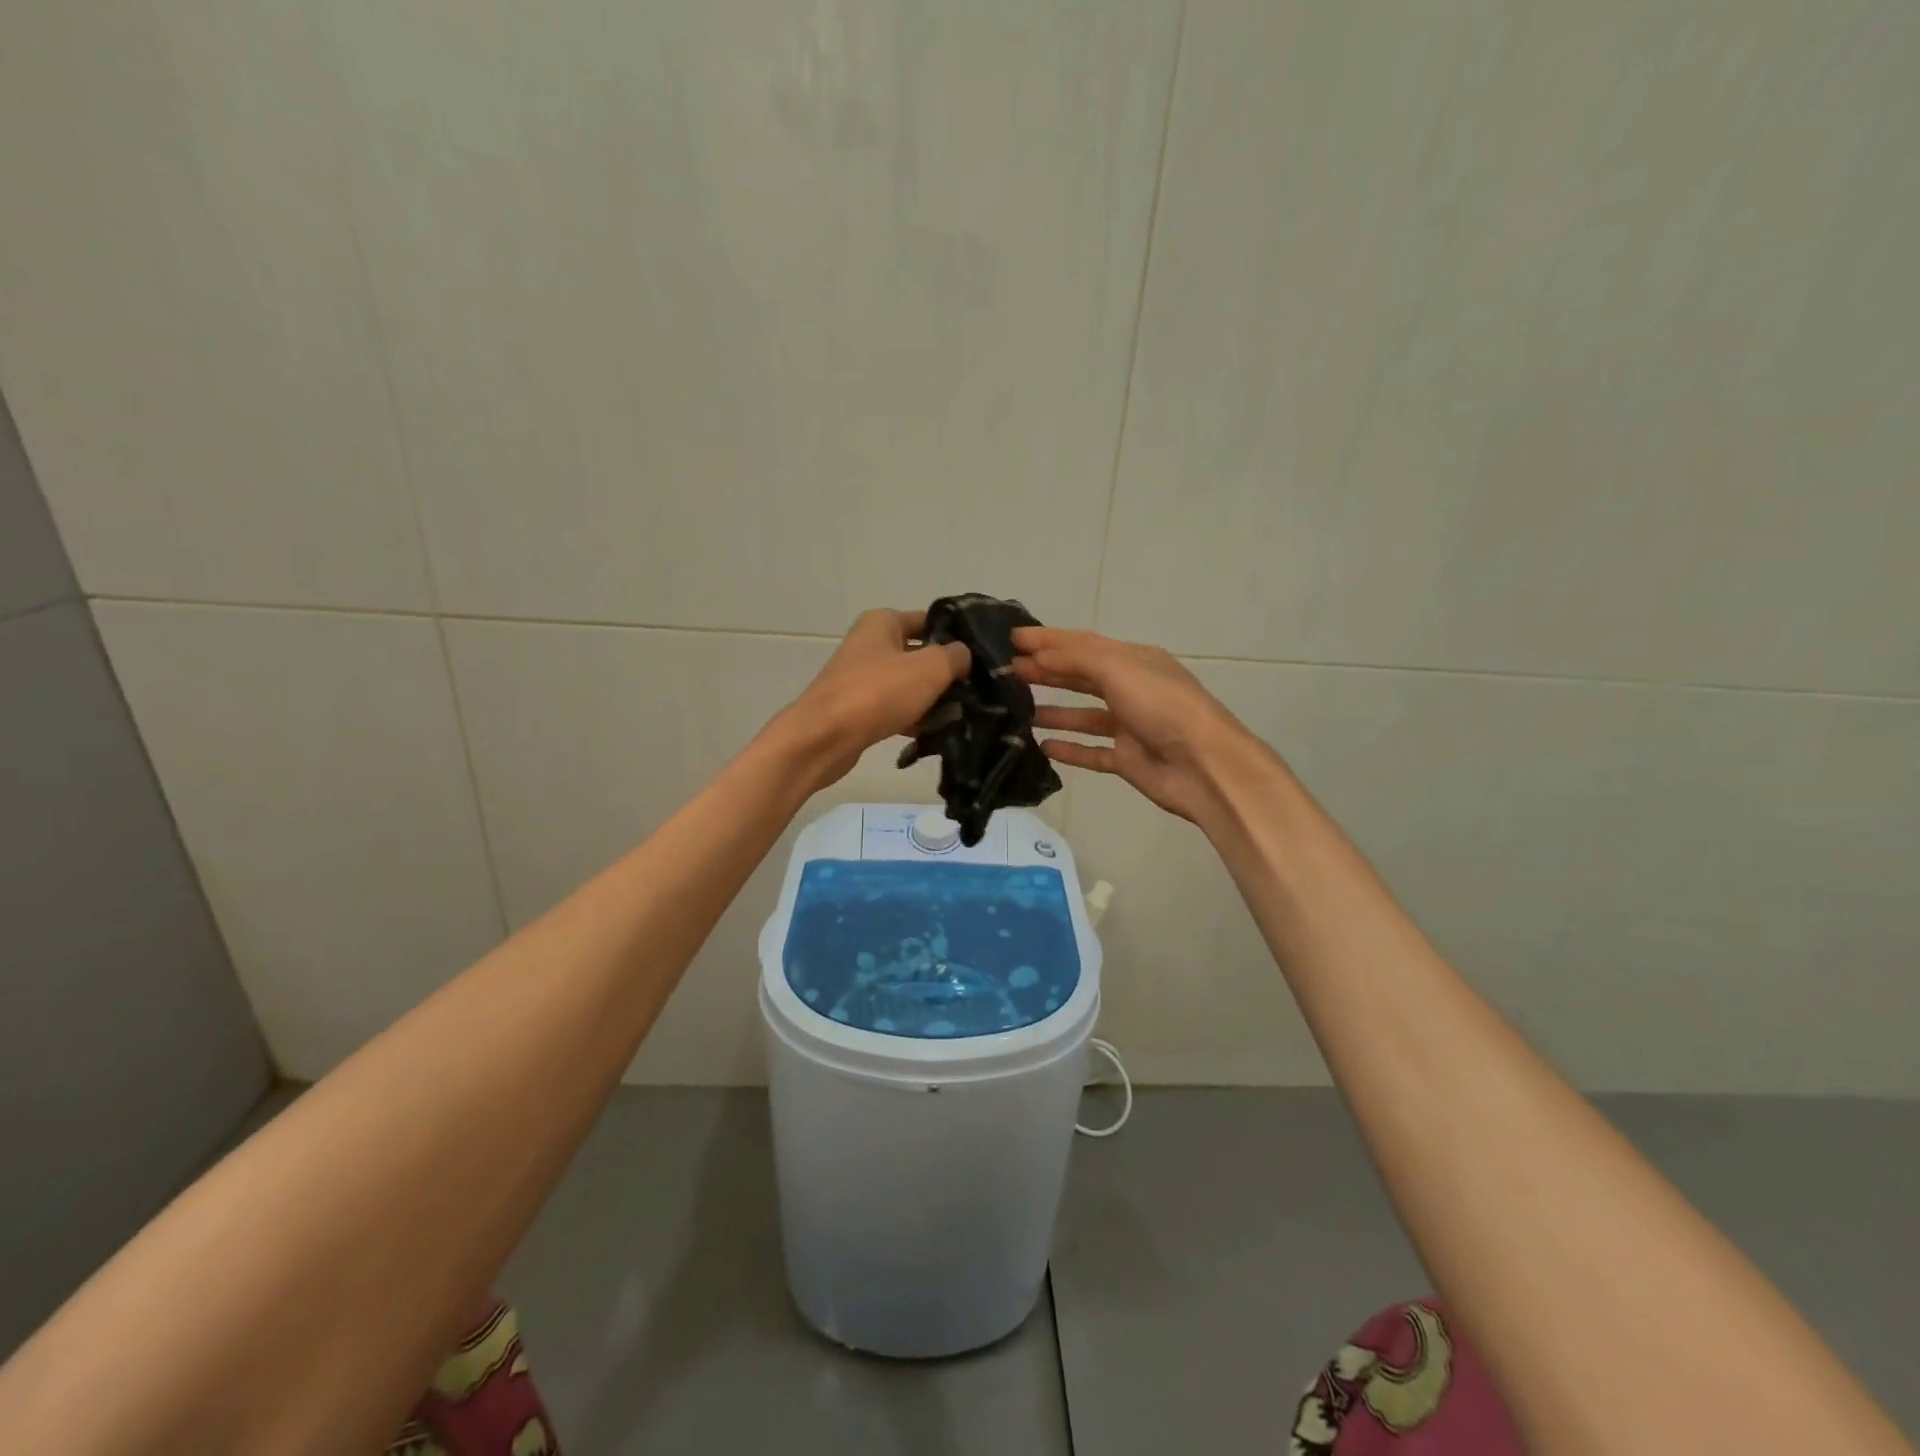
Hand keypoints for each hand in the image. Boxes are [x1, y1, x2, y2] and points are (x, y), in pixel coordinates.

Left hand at [779, 609, 970, 791]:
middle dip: (947, 673)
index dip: (956, 635)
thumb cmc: (878, 692)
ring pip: (909, 685)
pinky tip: (934, 735)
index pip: (929, 620)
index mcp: (882, 622)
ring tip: (961, 716)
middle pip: (920, 655)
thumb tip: (963, 655)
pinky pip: (895, 709)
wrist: (824, 738)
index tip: (983, 656)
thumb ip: (955, 656)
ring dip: (932, 700)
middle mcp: (870, 645)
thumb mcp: (930, 668)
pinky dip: (913, 719)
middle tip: (977, 691)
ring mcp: (862, 678)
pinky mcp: (858, 710)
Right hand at [1012, 627, 1257, 823]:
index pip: (1082, 643)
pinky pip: (1092, 752)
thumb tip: (1038, 654)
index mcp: (1134, 660)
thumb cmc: (1162, 706)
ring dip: (1053, 710)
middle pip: (1081, 676)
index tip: (1011, 638)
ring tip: (1016, 709)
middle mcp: (1131, 689)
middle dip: (1046, 671)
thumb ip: (1076, 658)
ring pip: (1084, 715)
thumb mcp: (1119, 668)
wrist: (1203, 765)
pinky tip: (1042, 747)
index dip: (1047, 639)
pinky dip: (1069, 748)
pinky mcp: (1128, 760)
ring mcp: (1130, 726)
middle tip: (1006, 672)